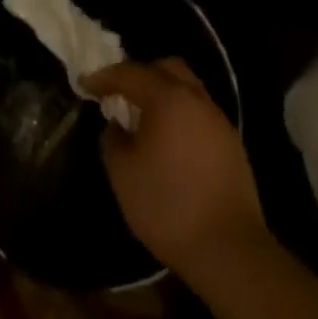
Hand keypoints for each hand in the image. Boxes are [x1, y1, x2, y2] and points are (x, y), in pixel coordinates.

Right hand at [82, 58, 266, 280]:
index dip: (104, 77)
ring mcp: (218, 120)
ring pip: (187, 88)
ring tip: (144, 118)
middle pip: (166, 68)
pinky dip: (181, 114)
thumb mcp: (123, 175)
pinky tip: (171, 140)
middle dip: (140, 74)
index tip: (85, 84)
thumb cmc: (168, 207)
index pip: (130, 73)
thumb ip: (113, 140)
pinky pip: (200, 113)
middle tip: (120, 93)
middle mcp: (196, 99)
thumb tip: (117, 125)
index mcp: (167, 98)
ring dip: (163, 93)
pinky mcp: (232, 143)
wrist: (230, 250)